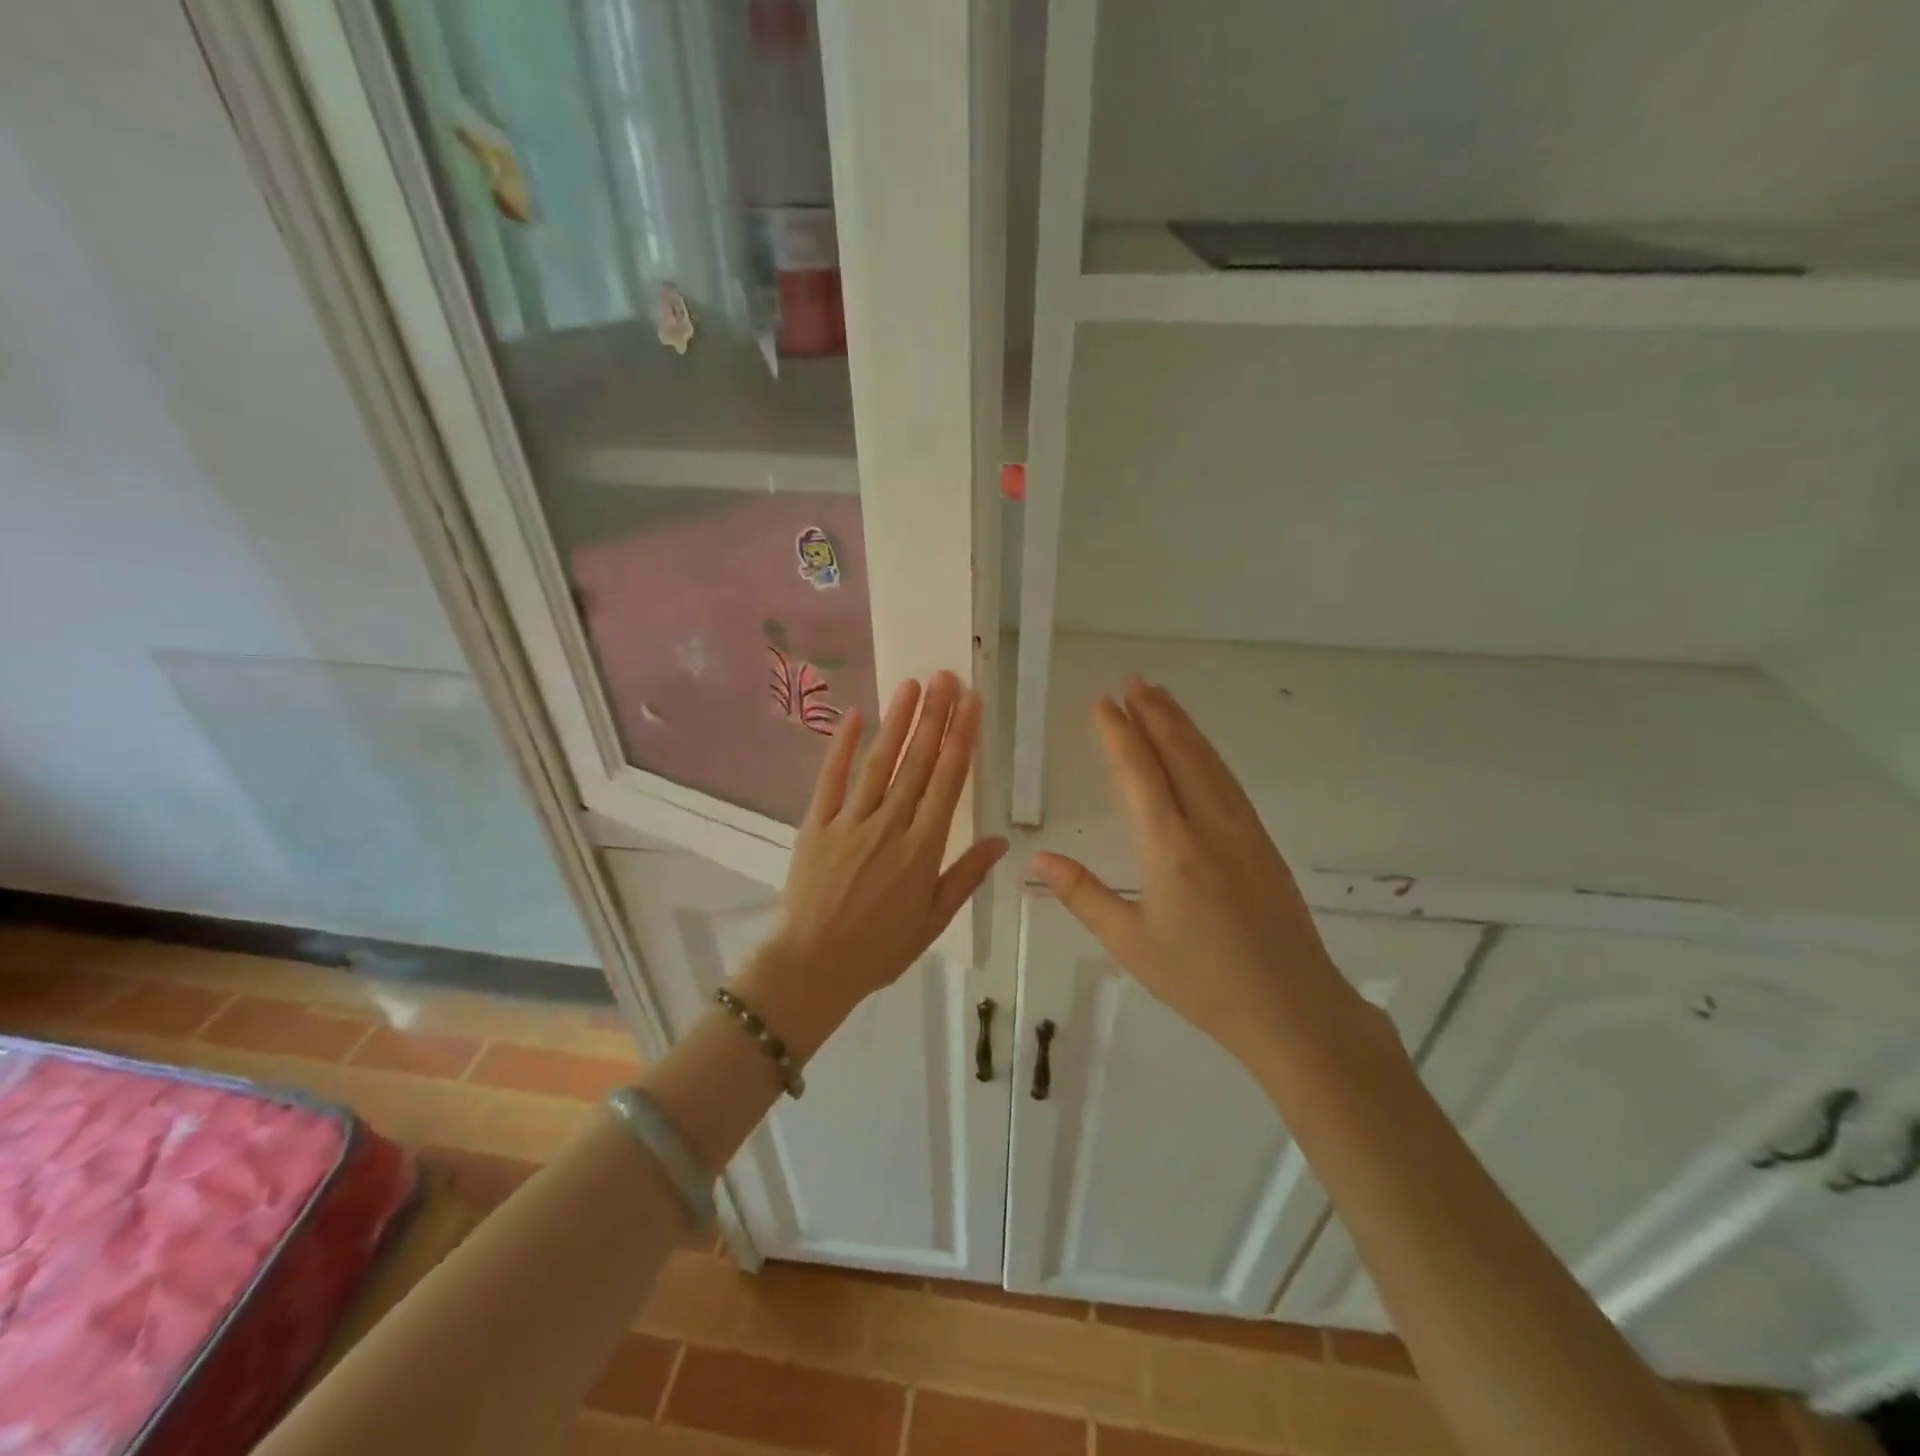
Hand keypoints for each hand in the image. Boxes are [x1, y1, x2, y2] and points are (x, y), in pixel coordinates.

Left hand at [743, 672, 1006, 1059]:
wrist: (812, 967)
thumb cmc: (879, 949)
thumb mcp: (933, 920)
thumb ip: (965, 876)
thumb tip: (1001, 840)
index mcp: (923, 848)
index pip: (948, 781)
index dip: (961, 738)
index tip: (971, 703)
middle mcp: (890, 824)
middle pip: (917, 762)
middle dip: (935, 716)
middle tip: (947, 677)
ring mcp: (851, 821)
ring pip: (880, 762)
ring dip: (898, 721)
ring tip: (913, 684)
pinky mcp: (817, 824)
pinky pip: (831, 779)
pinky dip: (842, 746)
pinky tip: (856, 715)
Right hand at [1030, 676, 1365, 1068]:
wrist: (1291, 1008)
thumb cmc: (1201, 980)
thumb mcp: (1130, 943)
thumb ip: (1082, 895)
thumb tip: (1036, 861)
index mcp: (1170, 847)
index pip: (1139, 774)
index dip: (1119, 734)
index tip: (1103, 702)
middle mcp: (1208, 825)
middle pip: (1178, 754)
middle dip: (1153, 713)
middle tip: (1133, 681)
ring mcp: (1242, 830)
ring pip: (1208, 762)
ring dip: (1183, 725)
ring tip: (1162, 697)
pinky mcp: (1263, 843)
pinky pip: (1229, 782)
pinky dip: (1209, 754)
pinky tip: (1201, 750)